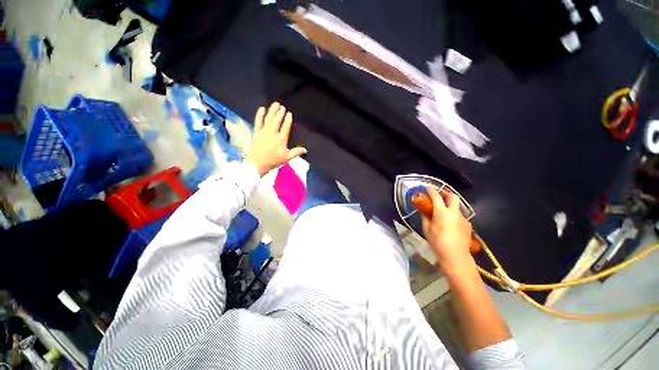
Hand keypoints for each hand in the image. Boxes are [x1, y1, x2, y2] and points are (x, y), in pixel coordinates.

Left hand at [245, 102, 307, 175]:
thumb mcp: (287, 157)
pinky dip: (260, 115)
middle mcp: (273, 134)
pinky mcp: (257, 133)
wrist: (257, 163)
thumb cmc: (273, 161)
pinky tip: (262, 108)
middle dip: (280, 113)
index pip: (286, 127)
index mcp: (281, 139)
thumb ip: (296, 152)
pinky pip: (258, 121)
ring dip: (272, 111)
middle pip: (277, 121)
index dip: (288, 120)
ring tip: (276, 104)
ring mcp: (264, 132)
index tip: (290, 114)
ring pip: (269, 119)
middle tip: (283, 107)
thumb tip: (305, 150)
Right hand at [421, 187, 473, 272]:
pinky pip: (460, 216)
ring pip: (456, 207)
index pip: (436, 196)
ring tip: (443, 213)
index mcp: (442, 212)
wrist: (456, 257)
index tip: (427, 187)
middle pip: (453, 196)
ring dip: (450, 206)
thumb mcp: (427, 229)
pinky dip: (454, 216)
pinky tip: (450, 224)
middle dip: (445, 193)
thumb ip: (425, 217)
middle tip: (439, 195)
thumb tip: (423, 210)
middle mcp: (454, 212)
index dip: (431, 190)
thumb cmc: (437, 242)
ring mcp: (463, 218)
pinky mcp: (468, 225)